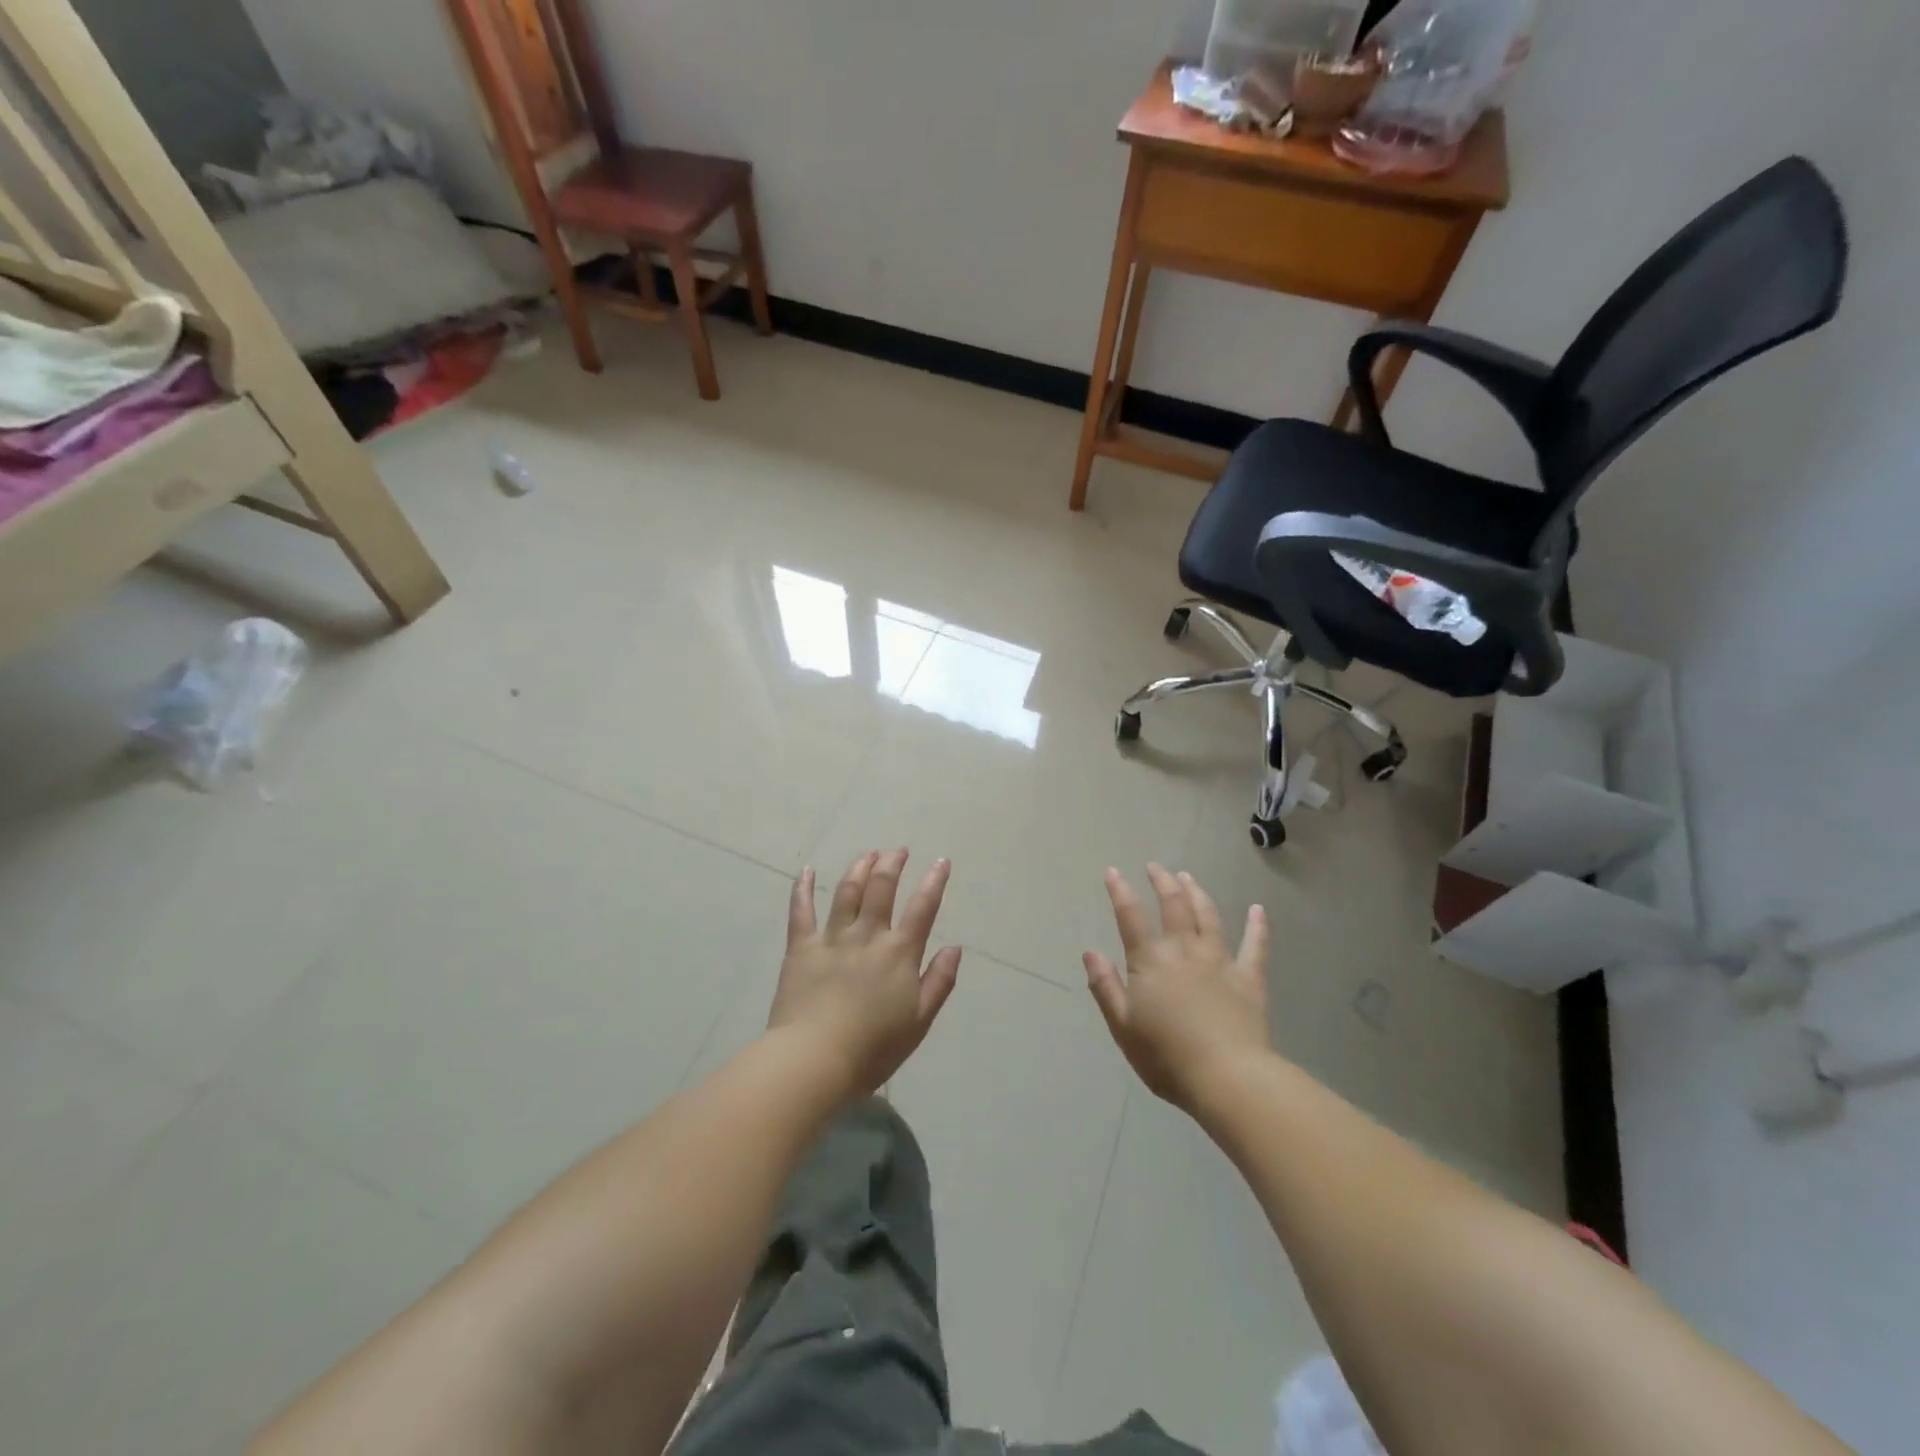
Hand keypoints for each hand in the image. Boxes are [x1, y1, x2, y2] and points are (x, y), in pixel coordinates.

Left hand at [767, 849, 962, 1098]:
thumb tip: (955, 948)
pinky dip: (804, 888)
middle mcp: (868, 936)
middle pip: (881, 888)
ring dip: (859, 868)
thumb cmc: (873, 1048)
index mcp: (899, 953)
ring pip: (847, 892)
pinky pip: (801, 911)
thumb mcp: (919, 1021)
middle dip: (892, 864)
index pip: (922, 908)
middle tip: (898, 851)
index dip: (934, 882)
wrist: (815, 1060)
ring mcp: (832, 938)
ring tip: (868, 854)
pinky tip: (807, 871)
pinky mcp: (801, 948)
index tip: (941, 861)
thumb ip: (939, 982)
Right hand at [1084, 864, 1271, 1112]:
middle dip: (1162, 881)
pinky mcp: (1249, 978)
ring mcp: (1220, 961)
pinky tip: (1259, 910)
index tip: (1113, 871)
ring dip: (1197, 893)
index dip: (1120, 891)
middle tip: (1156, 866)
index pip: (1130, 916)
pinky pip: (1255, 946)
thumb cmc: (1166, 1057)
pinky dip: (1258, 926)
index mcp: (1150, 961)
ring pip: (1208, 916)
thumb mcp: (1122, 1026)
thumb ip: (1105, 986)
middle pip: (1173, 905)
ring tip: (1189, 877)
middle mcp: (1184, 950)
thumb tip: (1090, 952)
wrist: (1227, 1077)